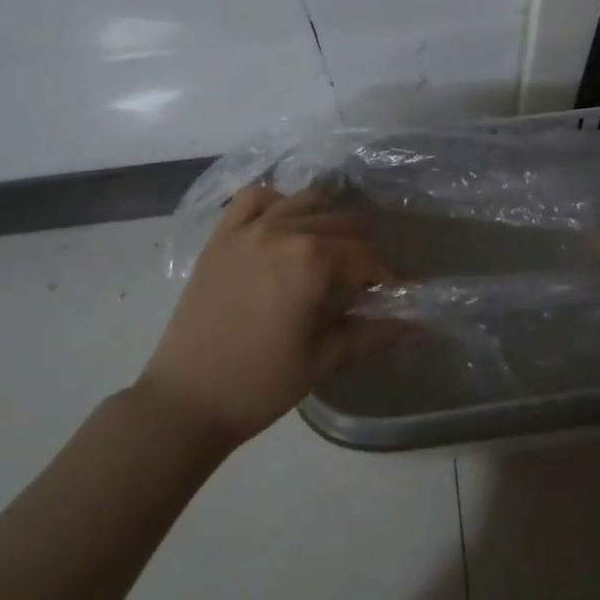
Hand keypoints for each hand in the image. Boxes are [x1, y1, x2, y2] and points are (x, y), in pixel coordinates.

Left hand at [139, 185, 401, 446]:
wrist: (185, 402)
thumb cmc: (260, 384)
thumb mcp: (324, 359)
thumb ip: (372, 333)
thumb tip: (415, 323)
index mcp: (312, 260)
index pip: (366, 256)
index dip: (387, 274)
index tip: (394, 292)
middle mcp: (284, 230)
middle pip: (341, 224)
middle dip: (361, 249)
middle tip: (364, 280)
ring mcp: (249, 228)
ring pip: (304, 202)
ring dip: (326, 221)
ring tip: (329, 250)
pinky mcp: (221, 234)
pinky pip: (255, 197)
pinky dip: (277, 201)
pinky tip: (284, 222)